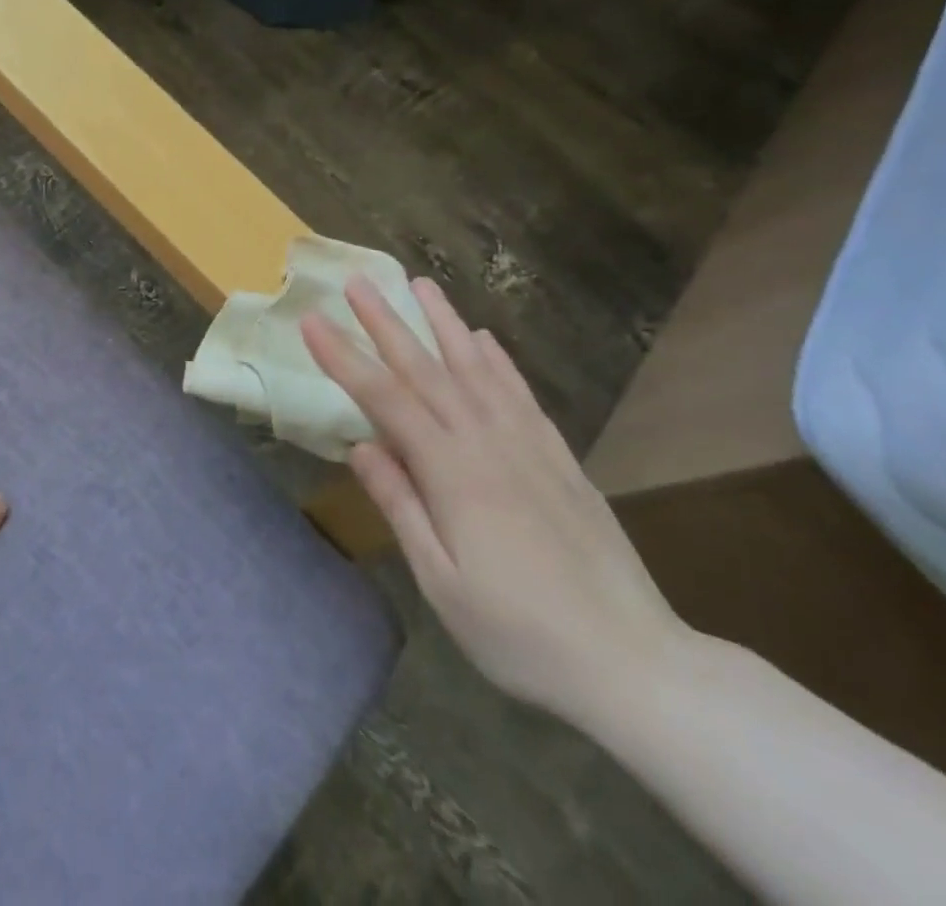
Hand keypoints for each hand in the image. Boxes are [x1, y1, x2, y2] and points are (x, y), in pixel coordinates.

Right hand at [302, 277, 692, 726]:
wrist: (634, 662)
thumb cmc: (520, 634)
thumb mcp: (442, 583)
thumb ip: (401, 506)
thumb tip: (359, 445)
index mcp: (452, 473)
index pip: (384, 399)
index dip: (344, 357)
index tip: (312, 320)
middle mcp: (487, 442)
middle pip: (426, 369)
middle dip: (386, 322)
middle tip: (358, 282)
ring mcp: (528, 444)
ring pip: (476, 367)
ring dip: (444, 323)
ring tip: (421, 284)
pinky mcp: (559, 457)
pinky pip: (520, 393)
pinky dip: (498, 360)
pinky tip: (484, 339)